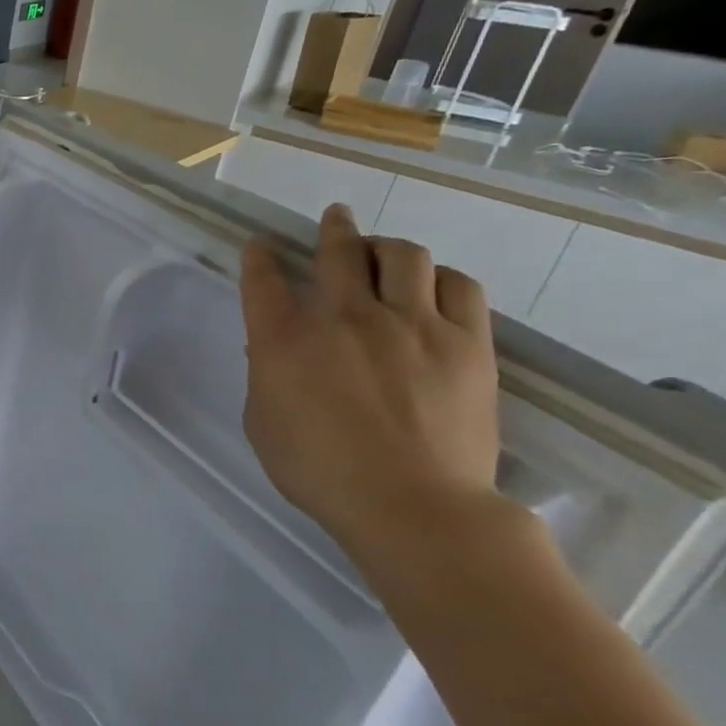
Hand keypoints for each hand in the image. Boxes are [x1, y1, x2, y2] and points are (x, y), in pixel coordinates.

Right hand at [239, 204, 502, 572]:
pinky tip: (433, 286)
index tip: (260, 245)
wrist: (412, 506)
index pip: (264, 279)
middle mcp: (345, 317)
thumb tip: (273, 349)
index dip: (260, 256)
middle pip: (338, 251)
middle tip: (334, 219)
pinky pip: (458, 285)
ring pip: (403, 255)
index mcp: (285, 339)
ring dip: (386, 247)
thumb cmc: (319, 471)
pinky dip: (440, 277)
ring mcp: (410, 324)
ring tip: (384, 253)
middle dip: (332, 229)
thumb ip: (266, 376)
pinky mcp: (465, 342)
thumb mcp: (263, 423)